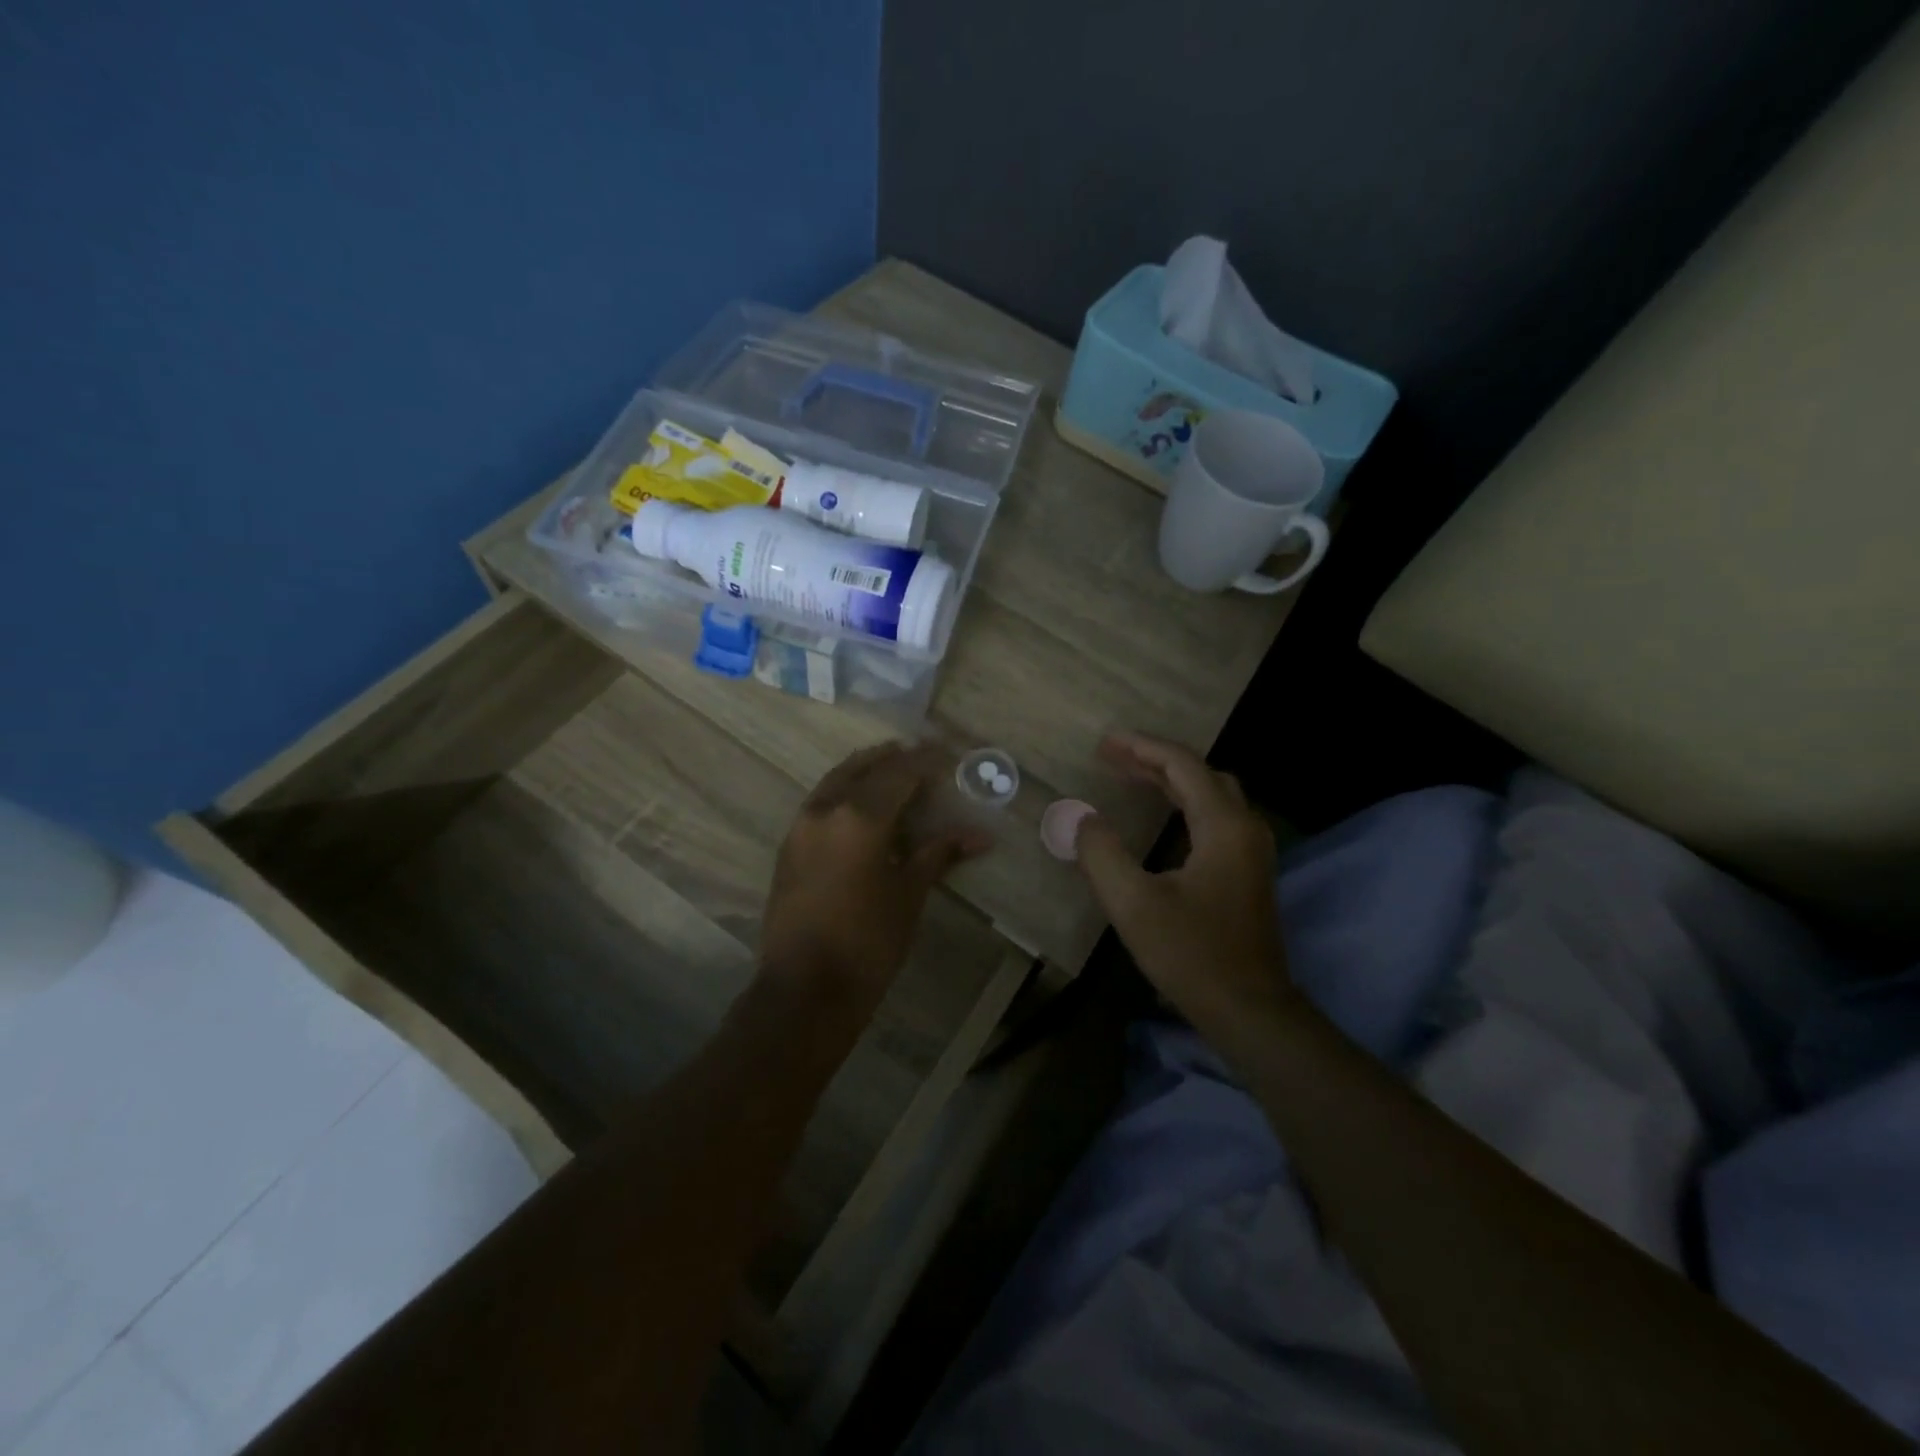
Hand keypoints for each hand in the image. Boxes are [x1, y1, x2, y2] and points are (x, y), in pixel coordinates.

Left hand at [760, 742, 988, 1006]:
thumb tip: (980, 836)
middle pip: (864, 767)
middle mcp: (826, 809)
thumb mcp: (909, 894)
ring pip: (837, 780)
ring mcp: (801, 826)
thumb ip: (939, 854)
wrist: (804, 989)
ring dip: (866, 770)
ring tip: (893, 769)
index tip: (949, 753)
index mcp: (860, 816)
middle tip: (921, 755)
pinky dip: (845, 790)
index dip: (927, 760)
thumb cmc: (868, 942)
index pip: (900, 773)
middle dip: (894, 758)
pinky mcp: (789, 846)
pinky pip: (821, 801)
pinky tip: (862, 804)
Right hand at [1075, 733, 1290, 1031]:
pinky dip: (1184, 804)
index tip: (1105, 742)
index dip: (1142, 747)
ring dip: (1171, 781)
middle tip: (1112, 756)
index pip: (1183, 765)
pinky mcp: (1248, 873)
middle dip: (1155, 759)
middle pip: (1202, 774)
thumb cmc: (1192, 955)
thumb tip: (1083, 819)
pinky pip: (1215, 818)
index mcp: (1224, 826)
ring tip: (1129, 776)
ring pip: (1212, 796)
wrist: (1250, 1010)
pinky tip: (1161, 817)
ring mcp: (1252, 852)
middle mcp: (1245, 829)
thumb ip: (1102, 854)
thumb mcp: (1134, 904)